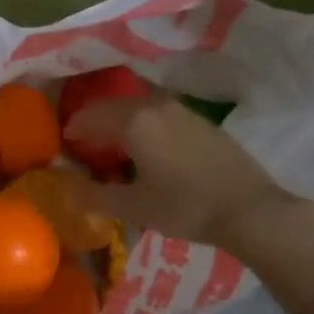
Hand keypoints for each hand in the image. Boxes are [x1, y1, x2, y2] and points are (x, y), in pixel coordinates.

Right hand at [65, 94, 313, 259]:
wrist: (249, 208)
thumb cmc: (185, 206)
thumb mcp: (134, 207)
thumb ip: (94, 196)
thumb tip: (64, 186)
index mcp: (133, 122)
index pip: (92, 115)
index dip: (75, 126)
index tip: (66, 140)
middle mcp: (154, 106)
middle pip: (114, 105)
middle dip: (96, 119)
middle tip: (86, 139)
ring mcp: (181, 110)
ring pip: (138, 105)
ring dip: (121, 118)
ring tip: (116, 141)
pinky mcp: (201, 121)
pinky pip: (160, 112)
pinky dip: (144, 121)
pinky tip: (150, 145)